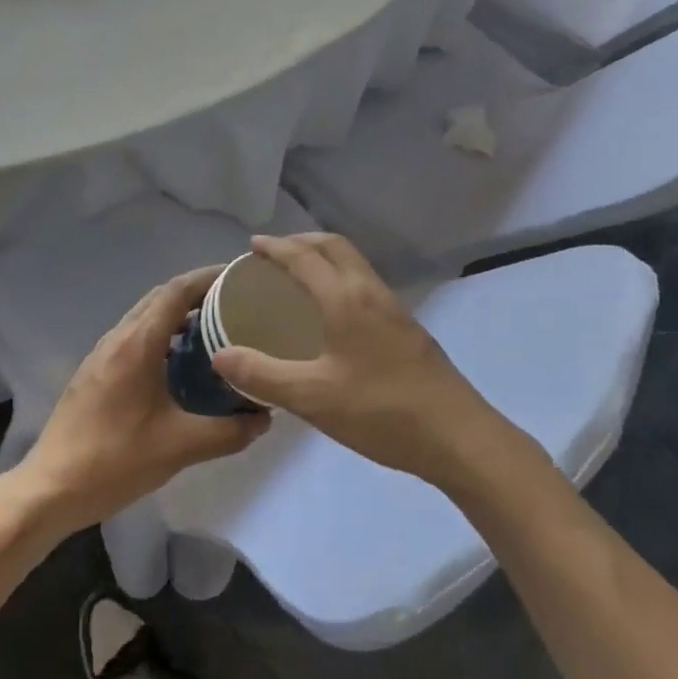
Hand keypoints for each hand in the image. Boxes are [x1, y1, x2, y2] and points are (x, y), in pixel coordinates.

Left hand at [20, 267, 270, 530]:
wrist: (51, 488)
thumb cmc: (115, 460)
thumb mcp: (181, 448)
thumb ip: (228, 432)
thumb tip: (264, 418)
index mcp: (138, 343)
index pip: (177, 290)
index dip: (209, 277)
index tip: (239, 277)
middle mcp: (118, 337)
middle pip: (161, 296)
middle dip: (198, 291)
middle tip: (235, 302)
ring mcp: (102, 353)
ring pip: (145, 316)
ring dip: (178, 312)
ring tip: (215, 327)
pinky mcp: (95, 371)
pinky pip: (134, 335)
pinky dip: (162, 332)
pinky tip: (180, 361)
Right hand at [211, 234, 509, 486]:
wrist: (457, 436)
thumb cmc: (381, 411)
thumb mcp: (312, 397)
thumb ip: (263, 375)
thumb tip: (220, 355)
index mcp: (346, 298)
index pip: (305, 257)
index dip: (276, 248)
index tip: (252, 246)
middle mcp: (371, 292)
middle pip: (335, 247)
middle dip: (302, 242)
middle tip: (273, 255)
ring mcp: (394, 309)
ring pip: (354, 265)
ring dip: (325, 258)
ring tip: (298, 278)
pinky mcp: (407, 328)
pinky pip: (365, 285)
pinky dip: (340, 279)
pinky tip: (332, 314)